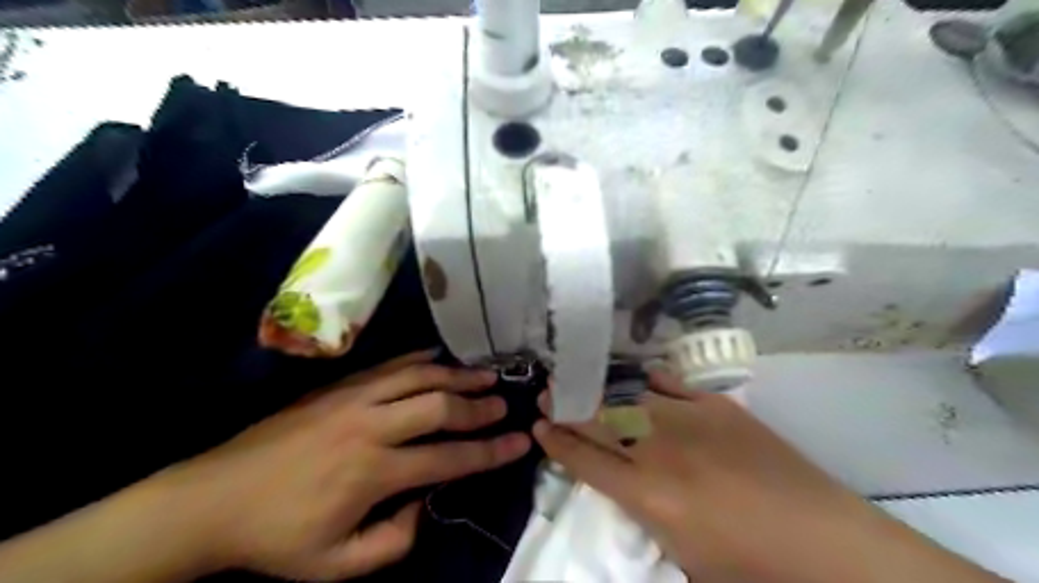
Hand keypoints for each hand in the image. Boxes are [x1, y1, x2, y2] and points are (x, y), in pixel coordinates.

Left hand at [158, 350, 531, 582]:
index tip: (520, 442)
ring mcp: (353, 398)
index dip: (490, 451)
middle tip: (505, 403)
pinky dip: (418, 358)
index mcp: (373, 472)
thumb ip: (393, 541)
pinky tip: (438, 355)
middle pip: (439, 406)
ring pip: (418, 376)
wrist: (212, 499)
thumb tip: (425, 502)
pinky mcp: (338, 386)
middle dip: (478, 405)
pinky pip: (388, 365)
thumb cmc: (277, 536)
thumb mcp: (337, 565)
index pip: (448, 457)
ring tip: (485, 372)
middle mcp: (370, 426)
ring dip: (457, 374)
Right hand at [531, 372, 1003, 581]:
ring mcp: (690, 421)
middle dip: (567, 406)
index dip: (557, 442)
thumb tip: (617, 482)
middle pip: (600, 420)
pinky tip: (634, 376)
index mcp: (648, 497)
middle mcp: (660, 452)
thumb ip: (640, 514)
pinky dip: (647, 380)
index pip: (585, 460)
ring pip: (628, 396)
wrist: (825, 542)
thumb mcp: (680, 557)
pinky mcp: (718, 406)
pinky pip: (671, 384)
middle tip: (547, 394)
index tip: (538, 427)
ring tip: (577, 379)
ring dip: (597, 389)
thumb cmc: (750, 568)